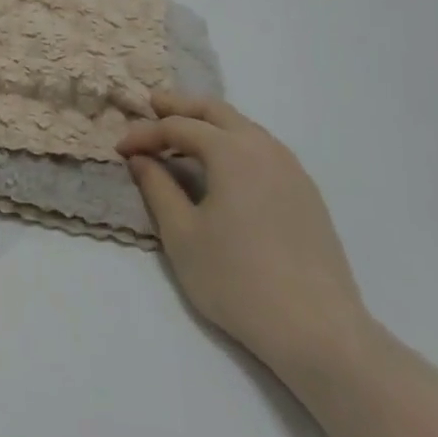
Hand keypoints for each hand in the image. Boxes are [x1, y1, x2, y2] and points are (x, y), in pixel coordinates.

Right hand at [118, 92, 372, 380]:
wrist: (318, 330)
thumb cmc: (237, 280)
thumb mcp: (182, 235)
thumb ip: (157, 188)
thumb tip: (141, 159)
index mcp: (232, 151)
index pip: (179, 127)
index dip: (145, 133)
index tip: (120, 149)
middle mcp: (265, 148)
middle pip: (217, 112)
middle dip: (181, 107)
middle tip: (152, 106)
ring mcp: (292, 170)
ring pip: (244, 128)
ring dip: (209, 124)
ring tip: (183, 136)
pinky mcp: (307, 194)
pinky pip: (263, 150)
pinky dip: (234, 144)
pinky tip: (223, 168)